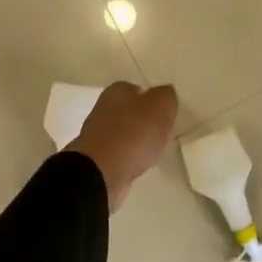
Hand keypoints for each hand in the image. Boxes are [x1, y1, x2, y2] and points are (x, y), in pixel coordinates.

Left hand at [68, 82, 178, 211]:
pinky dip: (127, 158)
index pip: (137, 89)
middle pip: (128, 111)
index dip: (152, 100)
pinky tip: (137, 165)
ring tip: (151, 152)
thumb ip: (166, 97)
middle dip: (143, 121)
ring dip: (134, 141)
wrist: (101, 172)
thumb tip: (164, 95)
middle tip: (160, 133)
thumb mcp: (161, 106)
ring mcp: (96, 134)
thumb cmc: (134, 133)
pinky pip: (117, 154)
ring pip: (122, 133)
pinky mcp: (95, 158)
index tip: (164, 115)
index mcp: (118, 90)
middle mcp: (103, 107)